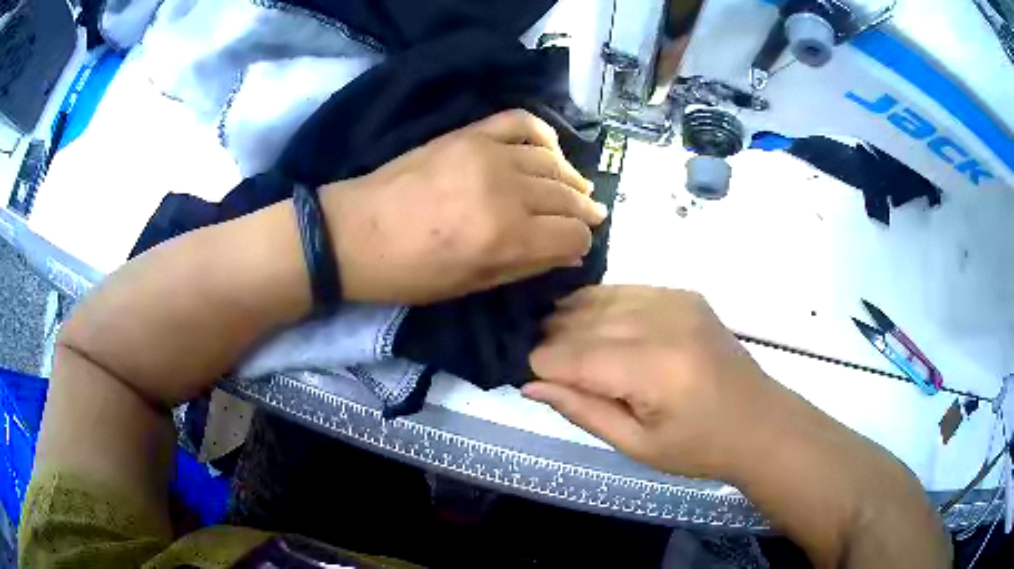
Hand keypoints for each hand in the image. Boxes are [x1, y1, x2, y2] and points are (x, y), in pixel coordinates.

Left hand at [320, 110, 606, 304]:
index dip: (580, 243)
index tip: (575, 247)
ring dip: (570, 178)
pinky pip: (521, 122)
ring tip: (574, 188)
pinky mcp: (469, 134)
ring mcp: (488, 154)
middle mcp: (507, 191)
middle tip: (588, 217)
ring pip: (553, 161)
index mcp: (506, 237)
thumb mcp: (471, 285)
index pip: (573, 234)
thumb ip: (527, 265)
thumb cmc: (408, 273)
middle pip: (568, 197)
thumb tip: (569, 251)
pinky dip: (543, 135)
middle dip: (583, 211)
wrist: (354, 233)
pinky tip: (549, 151)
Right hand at [524, 286, 780, 479]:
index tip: (526, 378)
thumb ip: (582, 411)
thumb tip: (530, 384)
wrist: (759, 422)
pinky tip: (593, 323)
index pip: (574, 355)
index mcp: (655, 369)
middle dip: (552, 340)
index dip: (541, 365)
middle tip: (541, 364)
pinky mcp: (683, 294)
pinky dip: (601, 305)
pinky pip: (625, 290)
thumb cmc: (698, 447)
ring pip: (600, 298)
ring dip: (571, 318)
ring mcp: (676, 301)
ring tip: (560, 341)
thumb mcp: (636, 445)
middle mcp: (664, 322)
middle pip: (583, 320)